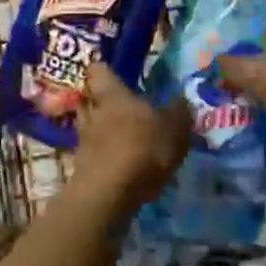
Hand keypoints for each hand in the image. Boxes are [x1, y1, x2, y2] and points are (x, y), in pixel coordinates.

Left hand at [70, 62, 191, 213]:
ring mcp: (83, 140)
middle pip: (90, 98)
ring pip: (90, 126)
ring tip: (123, 137)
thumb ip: (179, 113)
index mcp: (111, 94)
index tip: (118, 75)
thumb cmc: (141, 149)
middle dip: (103, 102)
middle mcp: (92, 111)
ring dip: (102, 130)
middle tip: (124, 108)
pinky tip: (122, 164)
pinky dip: (104, 155)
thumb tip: (182, 100)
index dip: (106, 71)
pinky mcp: (82, 167)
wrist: (108, 195)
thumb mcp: (174, 129)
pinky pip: (93, 152)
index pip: (97, 70)